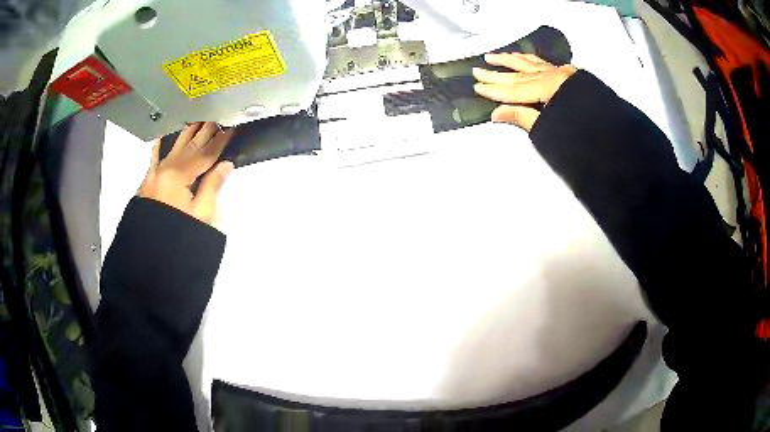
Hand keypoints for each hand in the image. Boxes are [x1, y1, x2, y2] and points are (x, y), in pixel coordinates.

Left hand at [138, 122, 234, 225]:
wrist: (150, 250)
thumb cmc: (178, 232)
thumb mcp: (201, 214)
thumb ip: (212, 186)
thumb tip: (226, 164)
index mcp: (180, 175)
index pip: (205, 154)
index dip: (220, 141)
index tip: (232, 128)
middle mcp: (167, 168)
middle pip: (190, 146)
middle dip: (206, 131)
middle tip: (218, 118)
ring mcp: (156, 172)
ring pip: (174, 146)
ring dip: (188, 132)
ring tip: (199, 121)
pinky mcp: (149, 180)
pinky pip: (155, 157)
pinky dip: (160, 146)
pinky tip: (164, 137)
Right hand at [473, 53, 577, 131]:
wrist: (615, 134)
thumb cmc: (585, 134)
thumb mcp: (550, 129)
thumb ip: (523, 117)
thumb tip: (496, 113)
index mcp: (548, 87)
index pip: (514, 89)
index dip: (495, 89)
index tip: (478, 87)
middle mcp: (554, 75)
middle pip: (520, 73)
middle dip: (498, 72)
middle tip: (479, 69)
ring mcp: (563, 74)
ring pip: (532, 63)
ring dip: (512, 60)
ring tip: (495, 56)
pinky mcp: (570, 75)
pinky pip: (545, 63)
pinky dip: (532, 60)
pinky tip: (525, 58)